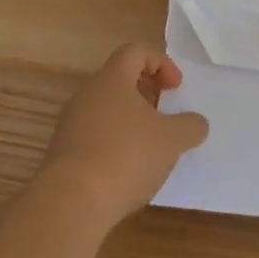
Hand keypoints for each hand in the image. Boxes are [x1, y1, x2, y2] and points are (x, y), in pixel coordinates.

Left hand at [42, 45, 209, 224]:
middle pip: (119, 81)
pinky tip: (127, 173)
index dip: (160, 63)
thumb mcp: (172, 139)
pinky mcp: (61, 157)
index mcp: (112, 80)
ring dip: (129, 123)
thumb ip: (190, 126)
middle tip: (164, 115)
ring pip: (105, 112)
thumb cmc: (126, 156)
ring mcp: (70, 127)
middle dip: (146, 94)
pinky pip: (92, 139)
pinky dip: (113, 147)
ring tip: (149, 148)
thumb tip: (197, 123)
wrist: (69, 205)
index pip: (135, 52)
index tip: (175, 87)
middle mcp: (87, 96)